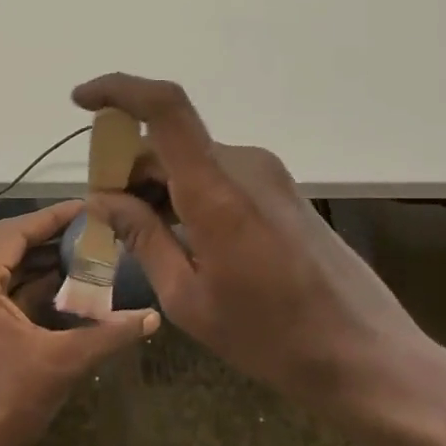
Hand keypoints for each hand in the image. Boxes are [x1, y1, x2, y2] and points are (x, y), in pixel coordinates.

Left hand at [0, 199, 158, 445]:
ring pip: (4, 264)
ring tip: (84, 249)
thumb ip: (108, 334)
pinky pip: (1, 287)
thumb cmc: (6, 404)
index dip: (52, 218)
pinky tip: (65, 282)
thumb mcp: (62, 363)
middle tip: (91, 227)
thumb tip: (152, 317)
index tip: (87, 207)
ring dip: (40, 259)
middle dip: (49, 236)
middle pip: (7, 243)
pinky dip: (31, 282)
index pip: (13, 232)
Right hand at [72, 74, 445, 438]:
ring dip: (158, 185)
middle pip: (168, 143)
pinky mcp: (281, 189)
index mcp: (216, 189)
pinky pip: (218, 175)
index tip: (80, 102)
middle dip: (128, 169)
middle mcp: (244, 165)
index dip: (118, 90)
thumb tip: (101, 198)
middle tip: (107, 218)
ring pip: (192, 160)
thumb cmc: (270, 337)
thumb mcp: (189, 299)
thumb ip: (142, 237)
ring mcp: (268, 174)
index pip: (165, 107)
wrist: (365, 355)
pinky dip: (188, 193)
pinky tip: (183, 238)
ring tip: (143, 238)